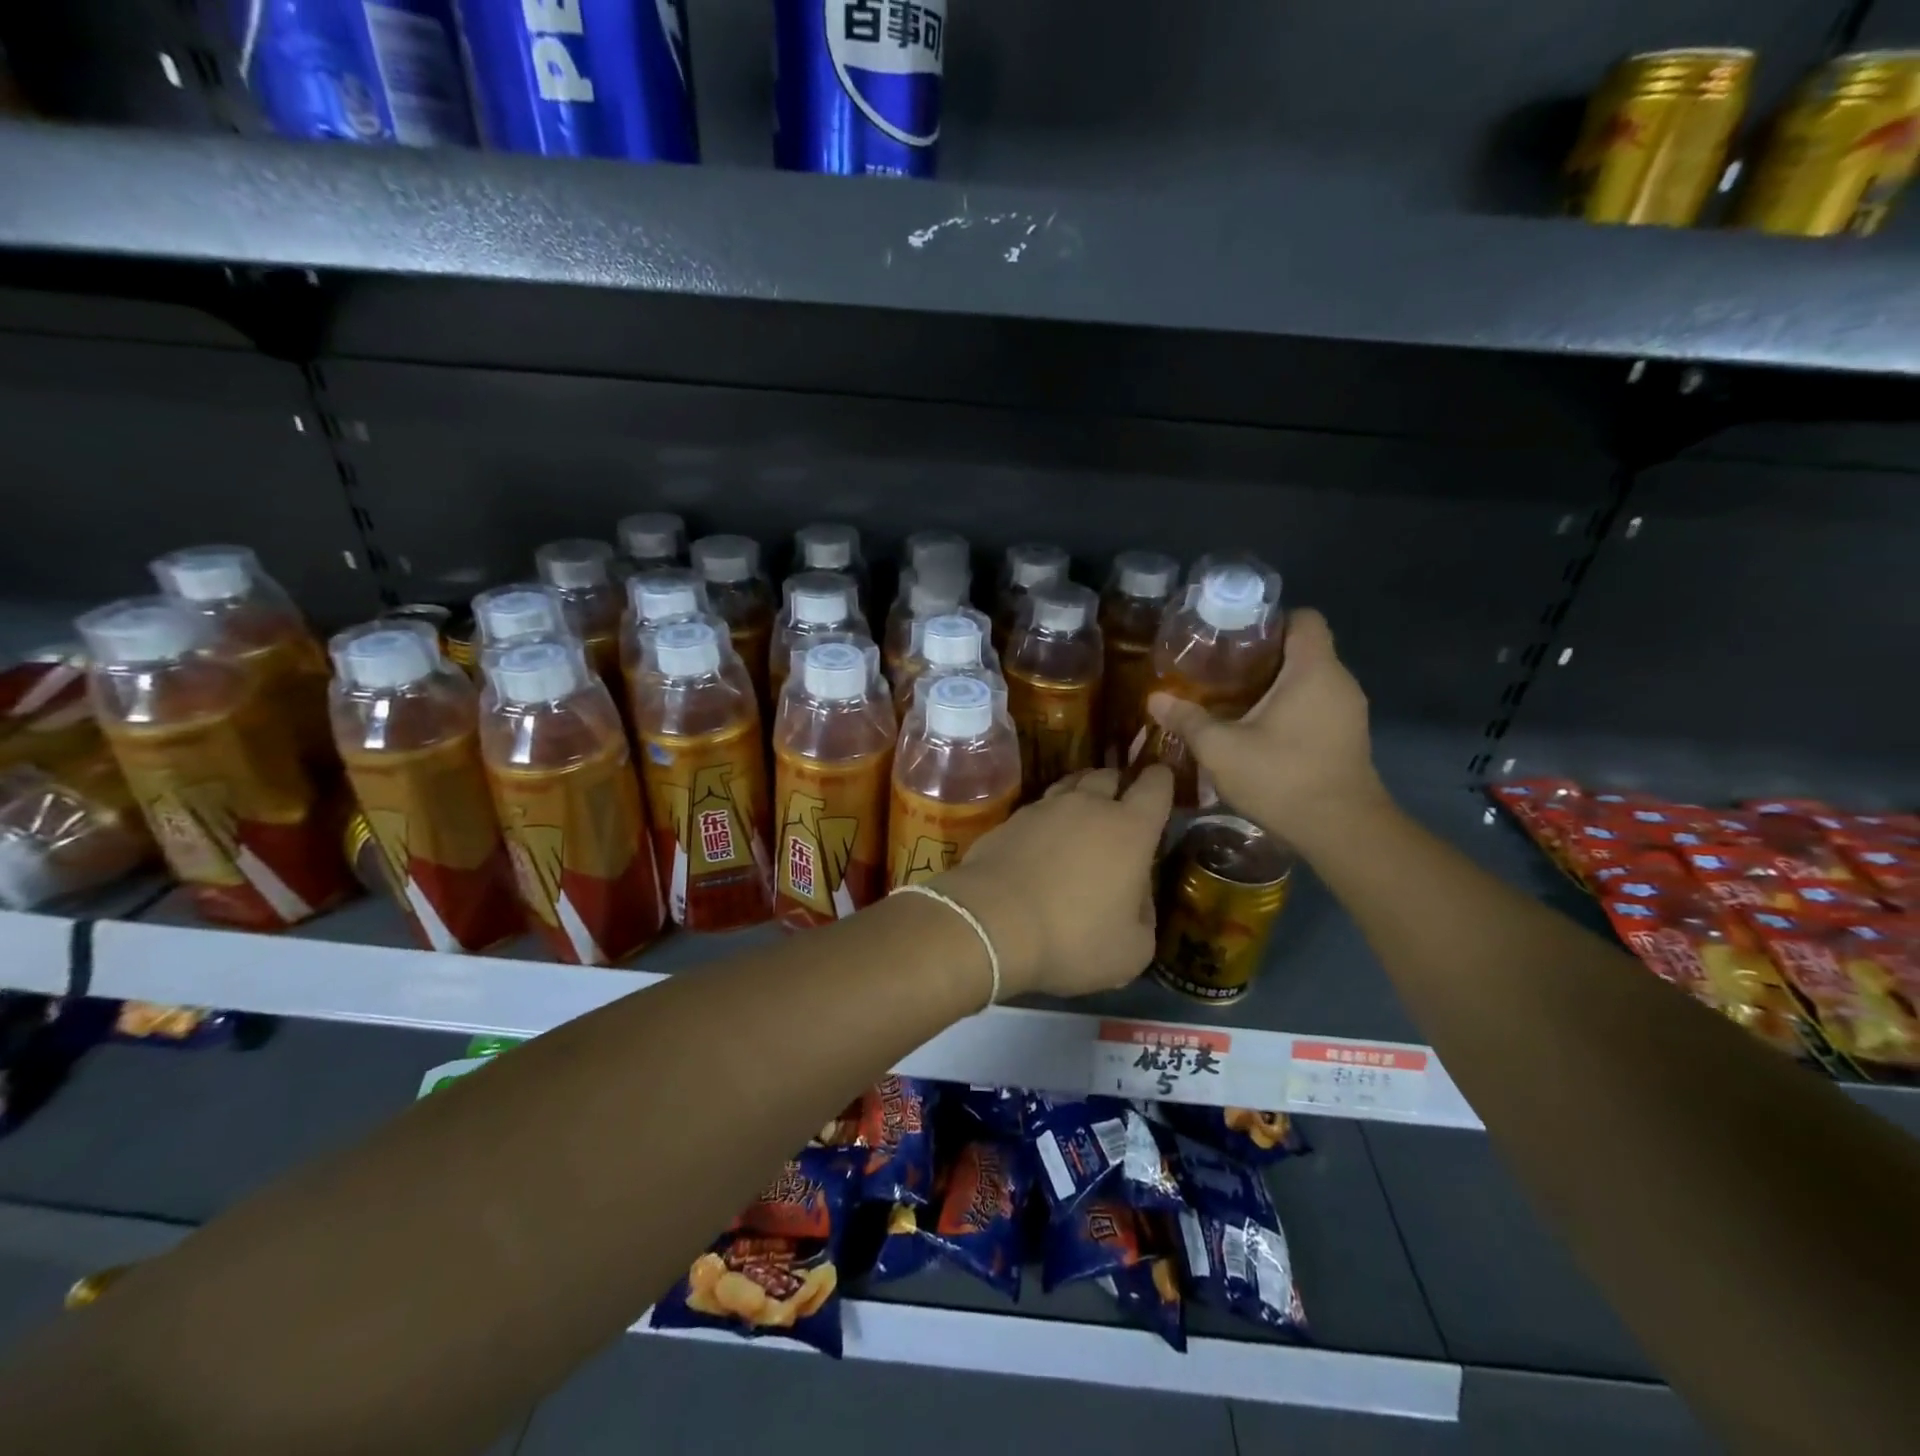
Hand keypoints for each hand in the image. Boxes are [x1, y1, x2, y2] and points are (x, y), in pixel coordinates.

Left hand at [934, 765, 1174, 1000]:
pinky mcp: (1009, 820)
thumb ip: (1144, 916)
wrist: (991, 924)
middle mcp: (1088, 806)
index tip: (1162, 781)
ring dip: (1082, 795)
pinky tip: (1044, 842)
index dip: (1162, 780)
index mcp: (1130, 829)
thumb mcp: (1132, 949)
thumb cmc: (1073, 938)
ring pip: (1070, 785)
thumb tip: (1136, 896)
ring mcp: (1044, 808)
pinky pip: (1038, 809)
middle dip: (1119, 785)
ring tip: (1083, 817)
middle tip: (1120, 807)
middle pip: (1108, 776)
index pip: (1155, 786)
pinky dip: (1048, 819)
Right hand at [1147, 609, 1387, 850]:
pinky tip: (1257, 732)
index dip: (1269, 620)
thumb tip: (1155, 699)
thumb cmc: (1283, 777)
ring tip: (1231, 701)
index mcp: (1313, 669)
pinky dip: (1288, 710)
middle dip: (1261, 656)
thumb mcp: (1221, 749)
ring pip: (1308, 681)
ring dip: (1273, 686)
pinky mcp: (1347, 738)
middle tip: (1218, 671)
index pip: (1303, 619)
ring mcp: (1348, 711)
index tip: (1233, 637)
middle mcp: (1338, 682)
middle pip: (1302, 650)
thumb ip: (1188, 719)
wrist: (1342, 832)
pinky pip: (1315, 706)